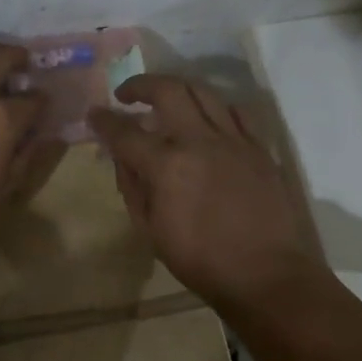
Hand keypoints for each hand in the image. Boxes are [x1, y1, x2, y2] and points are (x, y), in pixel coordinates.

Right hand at [90, 75, 324, 310]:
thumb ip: (133, 187)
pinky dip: (217, 108)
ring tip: (167, 99)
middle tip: (127, 94)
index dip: (104, 120)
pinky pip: (237, 112)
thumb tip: (123, 158)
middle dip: (140, 85)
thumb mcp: (151, 231)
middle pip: (167, 90)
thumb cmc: (202, 261)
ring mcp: (234, 140)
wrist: (267, 275)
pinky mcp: (260, 147)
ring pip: (203, 92)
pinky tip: (210, 119)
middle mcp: (199, 141)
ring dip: (178, 89)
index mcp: (167, 166)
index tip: (94, 113)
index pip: (125, 132)